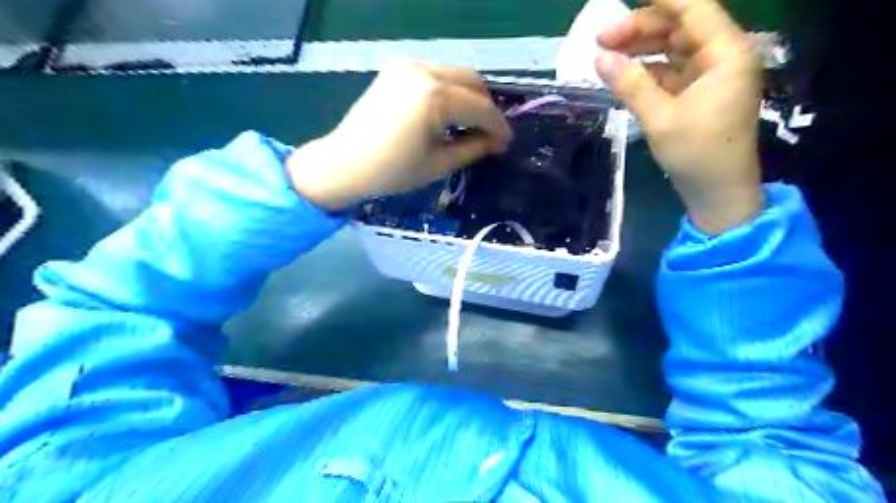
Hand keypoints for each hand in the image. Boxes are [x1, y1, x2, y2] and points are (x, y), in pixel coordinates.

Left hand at [287, 61, 509, 209]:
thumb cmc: (392, 171)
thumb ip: (474, 147)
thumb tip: (496, 141)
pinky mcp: (397, 69)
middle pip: (473, 81)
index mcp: (435, 97)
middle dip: (486, 108)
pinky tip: (447, 114)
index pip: (481, 109)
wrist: (345, 163)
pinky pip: (436, 74)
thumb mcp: (439, 164)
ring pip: (455, 74)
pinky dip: (449, 91)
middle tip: (489, 135)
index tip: (506, 144)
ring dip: (469, 98)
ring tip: (470, 126)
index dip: (498, 128)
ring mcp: (409, 65)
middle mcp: (424, 71)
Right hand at [594, 0, 761, 233]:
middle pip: (679, 28)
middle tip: (600, 39)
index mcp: (726, 54)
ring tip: (604, 56)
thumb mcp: (660, 118)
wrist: (717, 192)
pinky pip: (669, 73)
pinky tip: (622, 76)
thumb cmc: (697, 153)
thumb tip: (599, 58)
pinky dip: (645, 72)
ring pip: (671, 50)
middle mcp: (721, 57)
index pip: (693, 9)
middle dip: (640, 30)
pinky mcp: (697, 94)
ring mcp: (709, 76)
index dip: (660, 1)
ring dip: (640, 51)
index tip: (621, 1)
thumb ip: (630, 84)